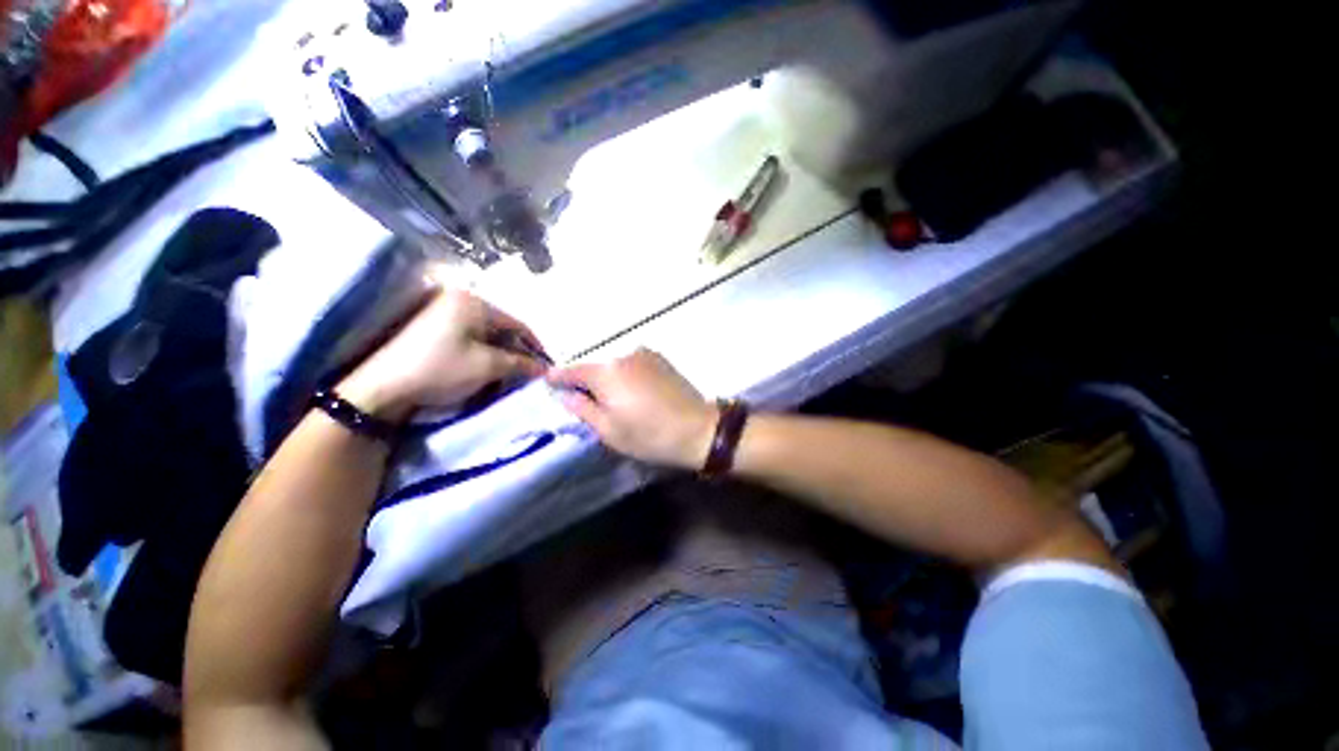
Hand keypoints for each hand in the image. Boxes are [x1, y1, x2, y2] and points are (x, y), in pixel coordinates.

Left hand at [338, 289, 547, 421]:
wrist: (384, 387)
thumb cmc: (441, 370)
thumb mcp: (488, 367)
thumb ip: (521, 363)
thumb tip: (544, 367)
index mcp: (473, 302)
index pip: (517, 323)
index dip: (535, 345)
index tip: (545, 365)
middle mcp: (458, 299)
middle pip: (502, 326)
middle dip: (517, 350)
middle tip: (528, 370)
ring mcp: (443, 311)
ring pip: (486, 332)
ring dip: (501, 352)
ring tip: (509, 372)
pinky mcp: (433, 326)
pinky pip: (470, 336)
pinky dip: (483, 351)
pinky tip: (486, 366)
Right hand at [548, 348, 718, 468]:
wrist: (699, 429)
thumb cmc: (650, 435)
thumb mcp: (609, 430)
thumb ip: (582, 409)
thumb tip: (564, 394)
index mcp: (606, 371)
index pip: (571, 370)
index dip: (557, 378)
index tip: (549, 384)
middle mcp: (623, 354)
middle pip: (594, 366)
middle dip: (587, 381)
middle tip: (587, 402)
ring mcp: (644, 353)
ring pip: (614, 364)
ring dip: (609, 378)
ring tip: (616, 400)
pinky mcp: (660, 358)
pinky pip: (633, 364)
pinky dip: (627, 374)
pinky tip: (635, 393)